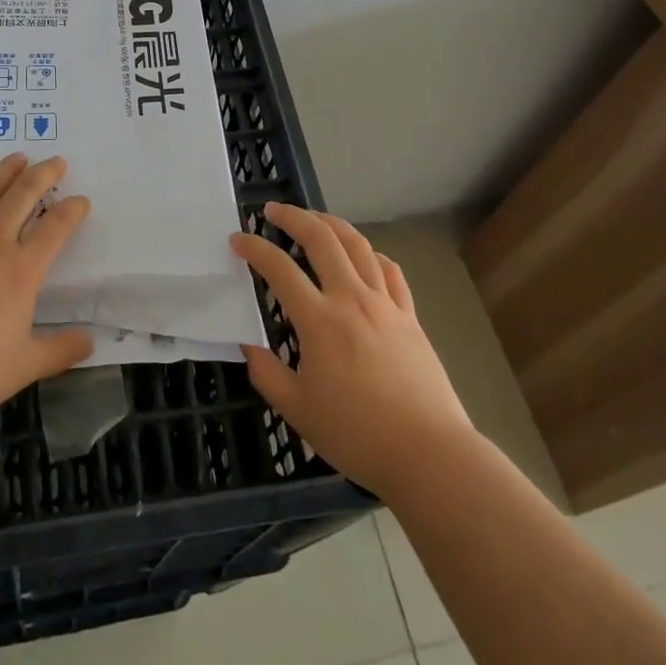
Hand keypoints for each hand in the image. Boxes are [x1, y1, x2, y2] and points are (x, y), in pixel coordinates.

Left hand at [0, 153, 92, 431]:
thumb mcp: (24, 367)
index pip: (56, 227)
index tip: (81, 201)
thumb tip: (89, 342)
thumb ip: (60, 350)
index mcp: (21, 270)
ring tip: (18, 158)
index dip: (72, 210)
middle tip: (56, 162)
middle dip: (43, 175)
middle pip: (22, 196)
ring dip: (3, 172)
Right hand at [231, 203, 474, 501]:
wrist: (428, 454)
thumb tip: (248, 344)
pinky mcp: (410, 315)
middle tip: (272, 210)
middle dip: (294, 217)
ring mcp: (385, 303)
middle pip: (322, 239)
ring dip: (331, 224)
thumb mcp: (297, 410)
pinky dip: (371, 254)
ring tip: (314, 219)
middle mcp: (352, 298)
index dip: (254, 248)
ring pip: (358, 245)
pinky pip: (390, 270)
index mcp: (320, 320)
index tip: (237, 240)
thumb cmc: (357, 435)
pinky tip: (364, 256)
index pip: (279, 268)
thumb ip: (266, 372)